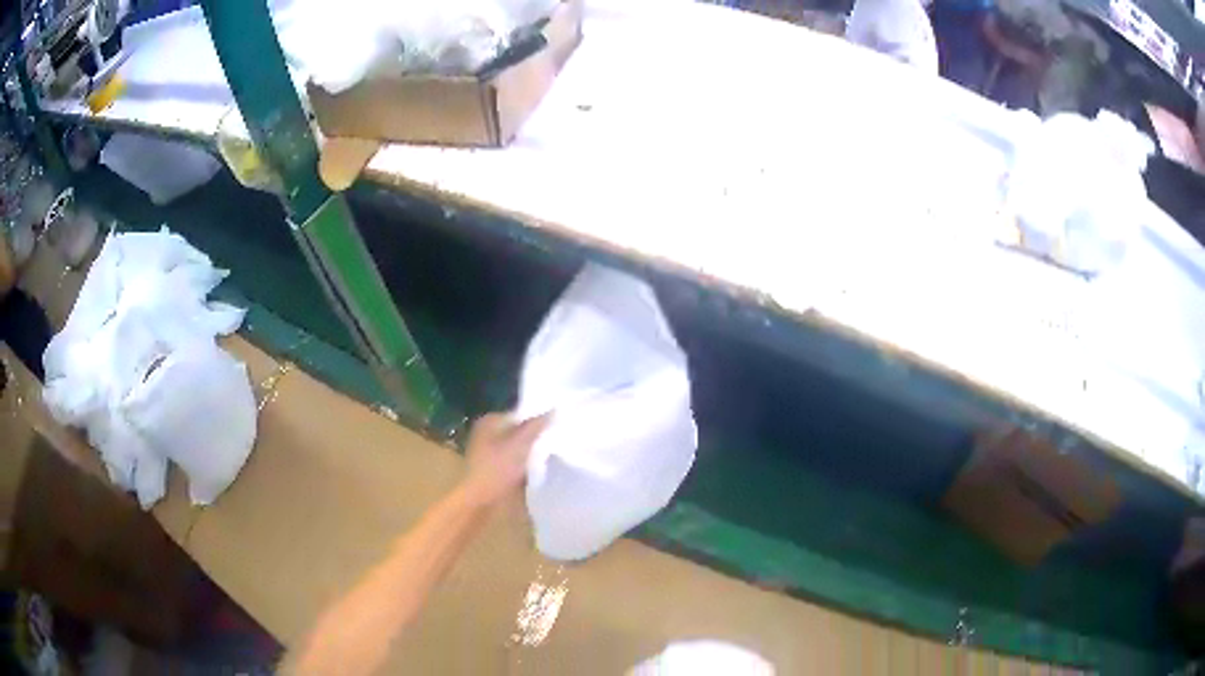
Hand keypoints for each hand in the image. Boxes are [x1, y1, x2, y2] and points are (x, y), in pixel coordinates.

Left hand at [461, 413, 549, 507]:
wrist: (480, 499)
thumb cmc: (497, 467)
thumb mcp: (520, 443)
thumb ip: (536, 425)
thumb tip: (554, 409)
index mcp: (489, 421)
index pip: (518, 412)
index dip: (537, 416)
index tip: (556, 422)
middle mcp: (487, 433)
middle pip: (518, 429)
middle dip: (535, 433)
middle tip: (556, 435)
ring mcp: (490, 452)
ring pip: (517, 445)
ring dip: (531, 449)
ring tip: (551, 450)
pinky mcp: (495, 467)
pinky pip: (515, 459)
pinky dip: (525, 461)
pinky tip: (539, 465)